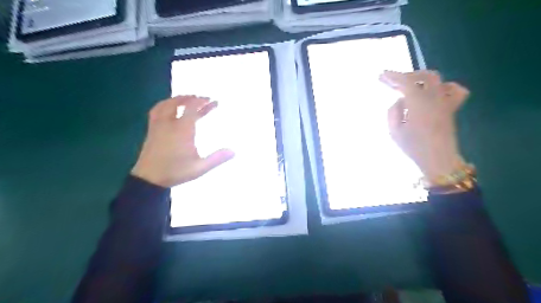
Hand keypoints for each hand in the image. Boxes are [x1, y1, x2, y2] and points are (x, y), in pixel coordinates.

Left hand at [132, 96, 233, 187]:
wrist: (149, 179)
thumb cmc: (176, 172)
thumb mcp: (200, 168)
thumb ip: (217, 158)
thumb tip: (234, 151)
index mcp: (182, 129)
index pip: (192, 108)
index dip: (203, 102)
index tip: (213, 101)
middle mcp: (169, 123)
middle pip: (180, 103)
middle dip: (193, 98)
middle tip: (204, 99)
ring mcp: (158, 125)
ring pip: (167, 104)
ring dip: (179, 99)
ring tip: (188, 98)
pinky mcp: (152, 129)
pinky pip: (157, 110)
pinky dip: (165, 104)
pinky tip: (169, 107)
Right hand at [379, 72, 468, 179]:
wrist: (438, 160)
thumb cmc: (414, 148)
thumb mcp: (394, 132)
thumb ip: (394, 112)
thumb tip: (400, 101)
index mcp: (419, 104)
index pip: (406, 83)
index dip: (393, 76)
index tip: (382, 75)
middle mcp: (434, 99)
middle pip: (424, 76)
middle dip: (407, 75)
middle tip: (393, 81)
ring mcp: (445, 103)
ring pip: (438, 80)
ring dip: (421, 78)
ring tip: (411, 84)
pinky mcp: (451, 109)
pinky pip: (454, 90)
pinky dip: (444, 86)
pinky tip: (435, 91)